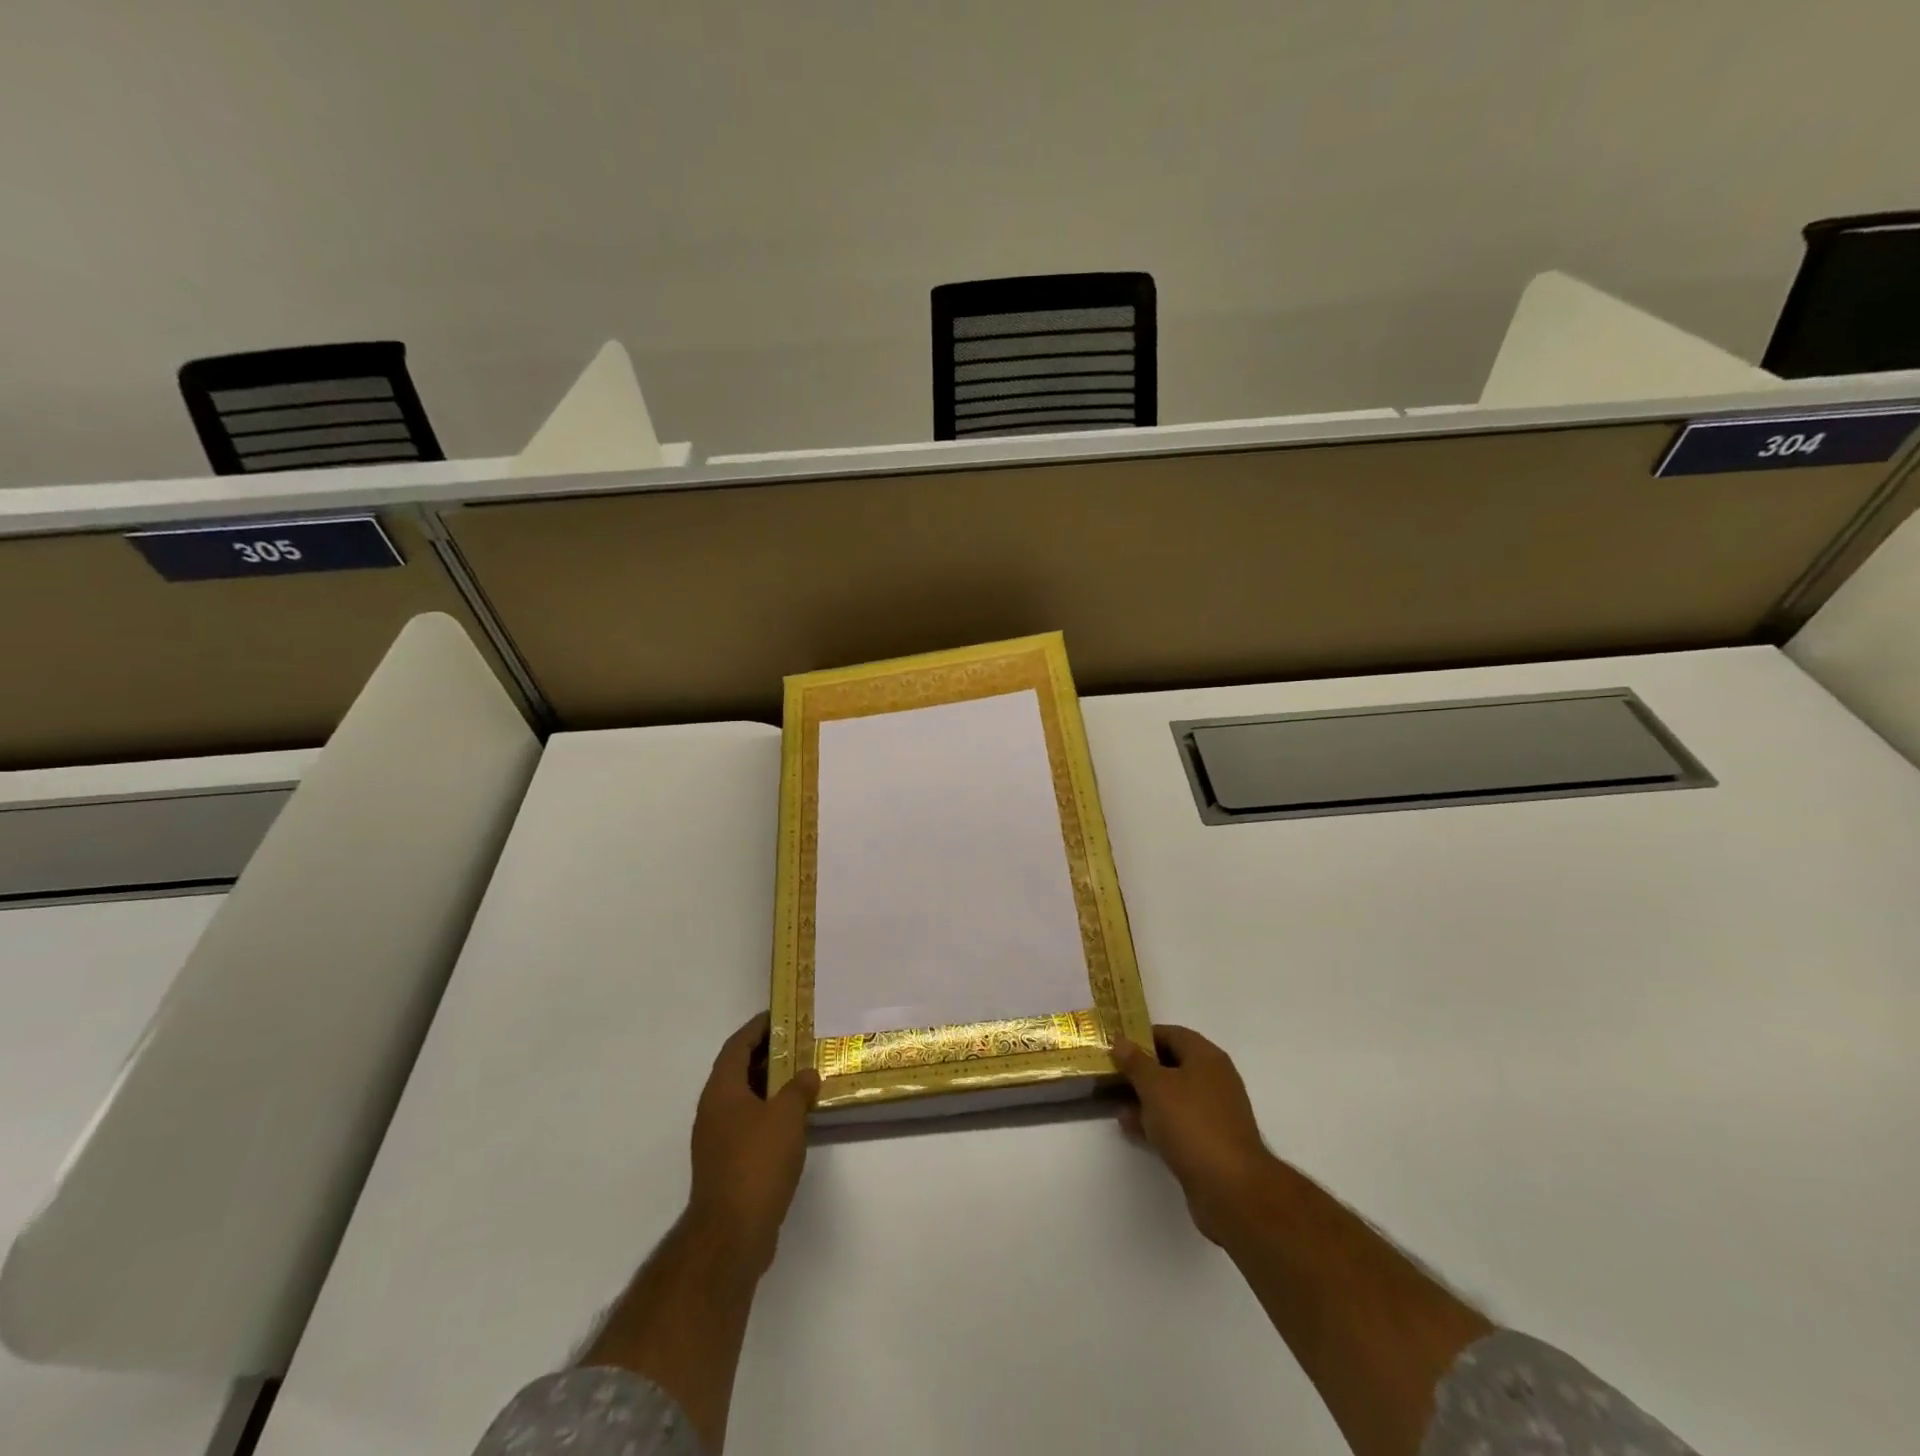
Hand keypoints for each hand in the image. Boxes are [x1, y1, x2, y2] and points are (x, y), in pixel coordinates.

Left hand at [687, 1013, 820, 1278]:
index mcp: (722, 1090)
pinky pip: (749, 1124)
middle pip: (739, 1070)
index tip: (782, 1015)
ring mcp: (717, 1139)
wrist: (731, 1234)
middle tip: (800, 1043)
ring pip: (745, 1099)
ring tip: (803, 1076)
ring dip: (771, 1085)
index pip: (737, 1045)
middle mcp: (713, 1109)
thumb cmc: (757, 1162)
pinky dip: (769, 1113)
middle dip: (768, 1054)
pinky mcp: (727, 1164)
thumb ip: (799, 1088)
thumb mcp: (787, 1116)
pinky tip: (795, 1119)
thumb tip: (808, 1073)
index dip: (758, 1027)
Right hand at [1112, 1024, 1275, 1245]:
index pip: (1171, 1034)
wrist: (1231, 1188)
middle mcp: (1214, 1080)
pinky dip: (1156, 1122)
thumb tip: (1121, 1040)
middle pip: (1172, 1065)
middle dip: (1141, 1070)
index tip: (1116, 1046)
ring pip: (1173, 1096)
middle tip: (1111, 1076)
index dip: (1142, 1037)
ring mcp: (1214, 1113)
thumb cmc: (1191, 1124)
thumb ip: (1135, 1062)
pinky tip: (1132, 1129)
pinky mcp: (1211, 1142)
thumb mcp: (1155, 1086)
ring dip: (1145, 1099)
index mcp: (1206, 1057)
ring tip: (1116, 1104)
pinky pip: (1178, 1122)